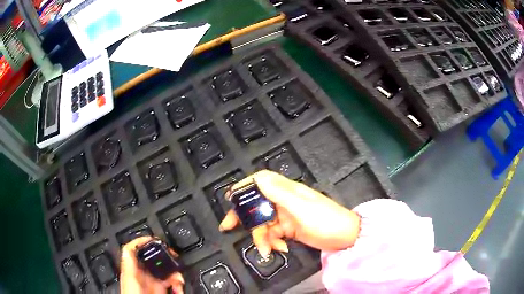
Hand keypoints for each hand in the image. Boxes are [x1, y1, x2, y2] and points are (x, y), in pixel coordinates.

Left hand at [120, 236, 184, 293]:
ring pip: (163, 271)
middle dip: (164, 257)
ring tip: (179, 279)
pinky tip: (178, 287)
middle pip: (151, 258)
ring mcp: (151, 283)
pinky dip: (176, 283)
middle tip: (174, 258)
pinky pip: (170, 283)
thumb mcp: (130, 281)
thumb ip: (130, 265)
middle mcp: (141, 275)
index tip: (155, 239)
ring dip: (173, 273)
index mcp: (131, 270)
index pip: (132, 249)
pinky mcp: (160, 291)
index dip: (141, 241)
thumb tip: (128, 249)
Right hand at [219, 170, 360, 256]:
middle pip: (256, 204)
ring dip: (261, 237)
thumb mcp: (302, 208)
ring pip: (263, 223)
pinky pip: (272, 234)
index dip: (245, 187)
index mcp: (287, 191)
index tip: (230, 198)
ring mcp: (286, 216)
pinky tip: (280, 248)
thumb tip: (258, 179)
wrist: (345, 238)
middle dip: (243, 216)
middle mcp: (284, 201)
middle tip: (228, 227)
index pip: (261, 181)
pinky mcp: (289, 229)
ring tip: (267, 249)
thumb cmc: (326, 220)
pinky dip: (272, 242)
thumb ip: (279, 194)